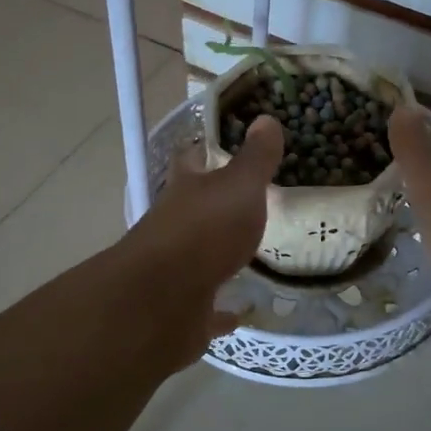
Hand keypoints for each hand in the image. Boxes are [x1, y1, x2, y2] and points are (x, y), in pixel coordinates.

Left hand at [113, 114, 284, 361]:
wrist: (164, 302)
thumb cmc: (204, 231)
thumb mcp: (239, 186)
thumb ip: (255, 158)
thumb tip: (266, 118)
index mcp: (186, 191)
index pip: (191, 160)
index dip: (205, 150)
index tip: (223, 145)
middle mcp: (175, 226)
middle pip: (193, 208)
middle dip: (215, 205)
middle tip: (251, 202)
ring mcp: (176, 270)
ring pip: (198, 257)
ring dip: (218, 254)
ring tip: (251, 253)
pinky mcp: (184, 310)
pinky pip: (208, 308)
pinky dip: (223, 311)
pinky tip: (241, 312)